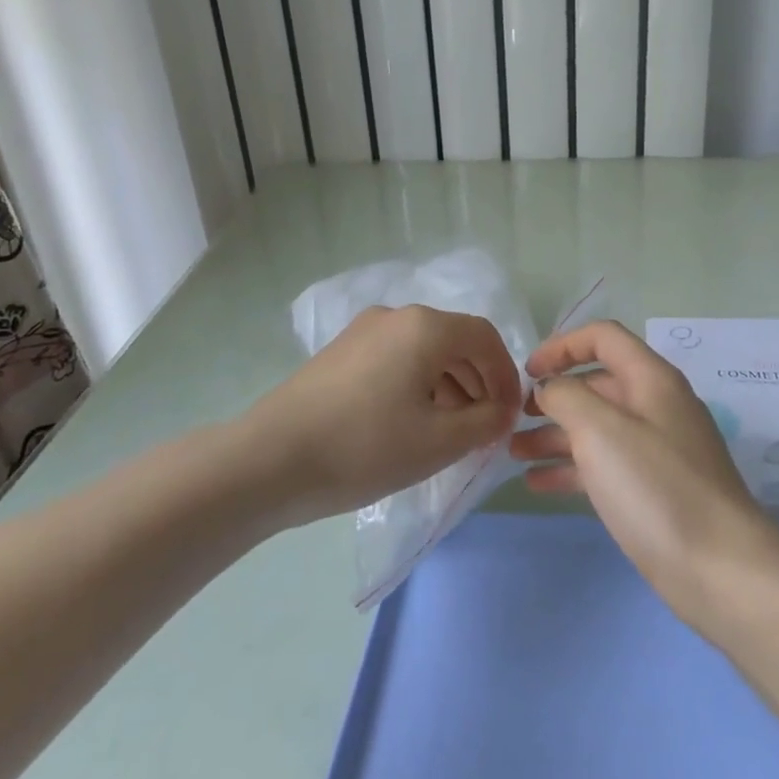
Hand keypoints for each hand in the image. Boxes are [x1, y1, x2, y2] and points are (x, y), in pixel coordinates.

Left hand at [248, 305, 522, 522]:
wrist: (268, 462)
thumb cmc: (365, 448)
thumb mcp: (440, 442)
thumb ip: (485, 422)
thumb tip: (502, 410)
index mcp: (425, 327)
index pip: (485, 338)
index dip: (506, 376)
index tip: (510, 416)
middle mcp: (395, 316)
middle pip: (455, 341)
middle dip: (478, 382)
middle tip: (483, 427)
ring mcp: (362, 331)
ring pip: (424, 351)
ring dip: (449, 385)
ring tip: (450, 431)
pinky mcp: (340, 352)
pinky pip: (396, 359)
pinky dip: (417, 384)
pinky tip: (411, 422)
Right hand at [516, 320, 778, 622]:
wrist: (719, 568)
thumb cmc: (656, 487)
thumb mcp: (601, 430)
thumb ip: (567, 396)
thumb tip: (550, 387)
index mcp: (652, 379)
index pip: (603, 337)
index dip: (562, 346)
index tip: (527, 372)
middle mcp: (656, 406)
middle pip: (597, 384)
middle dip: (553, 396)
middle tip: (514, 418)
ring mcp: (657, 449)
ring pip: (597, 428)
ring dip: (554, 434)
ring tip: (513, 453)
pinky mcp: (654, 489)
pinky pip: (604, 465)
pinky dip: (570, 468)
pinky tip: (537, 484)